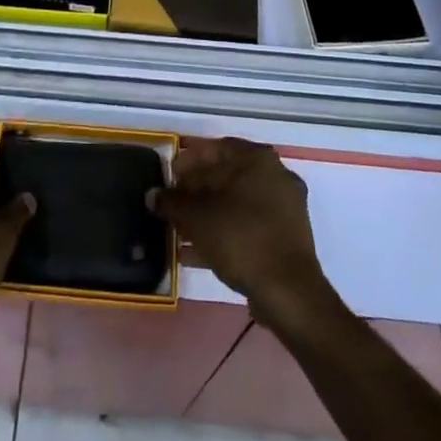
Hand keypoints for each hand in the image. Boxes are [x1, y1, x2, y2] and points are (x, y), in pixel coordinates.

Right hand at [150, 138, 331, 329]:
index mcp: (257, 159)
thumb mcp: (198, 218)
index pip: (215, 148)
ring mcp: (284, 208)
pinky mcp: (285, 237)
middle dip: (195, 192)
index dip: (187, 161)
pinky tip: (195, 253)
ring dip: (207, 215)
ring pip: (236, 204)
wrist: (288, 292)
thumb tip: (152, 195)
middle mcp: (274, 175)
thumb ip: (172, 202)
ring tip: (178, 232)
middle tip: (172, 205)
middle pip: (226, 176)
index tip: (168, 177)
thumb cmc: (240, 238)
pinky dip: (223, 233)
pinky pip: (247, 226)